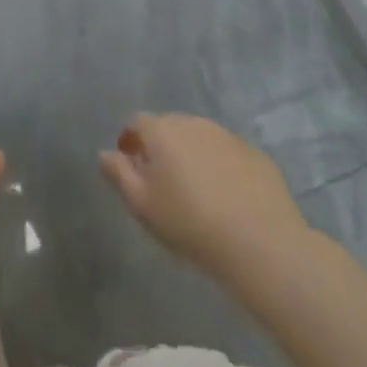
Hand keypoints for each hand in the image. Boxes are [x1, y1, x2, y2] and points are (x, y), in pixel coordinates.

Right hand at [100, 113, 309, 278]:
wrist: (261, 243)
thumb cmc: (190, 223)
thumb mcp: (142, 205)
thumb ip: (119, 174)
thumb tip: (104, 153)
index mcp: (162, 131)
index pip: (137, 122)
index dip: (130, 141)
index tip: (130, 165)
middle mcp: (193, 123)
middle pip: (169, 126)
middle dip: (161, 146)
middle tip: (161, 179)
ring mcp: (228, 136)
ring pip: (200, 138)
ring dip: (191, 154)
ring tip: (195, 188)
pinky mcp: (256, 154)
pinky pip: (228, 153)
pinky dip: (220, 165)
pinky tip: (226, 195)